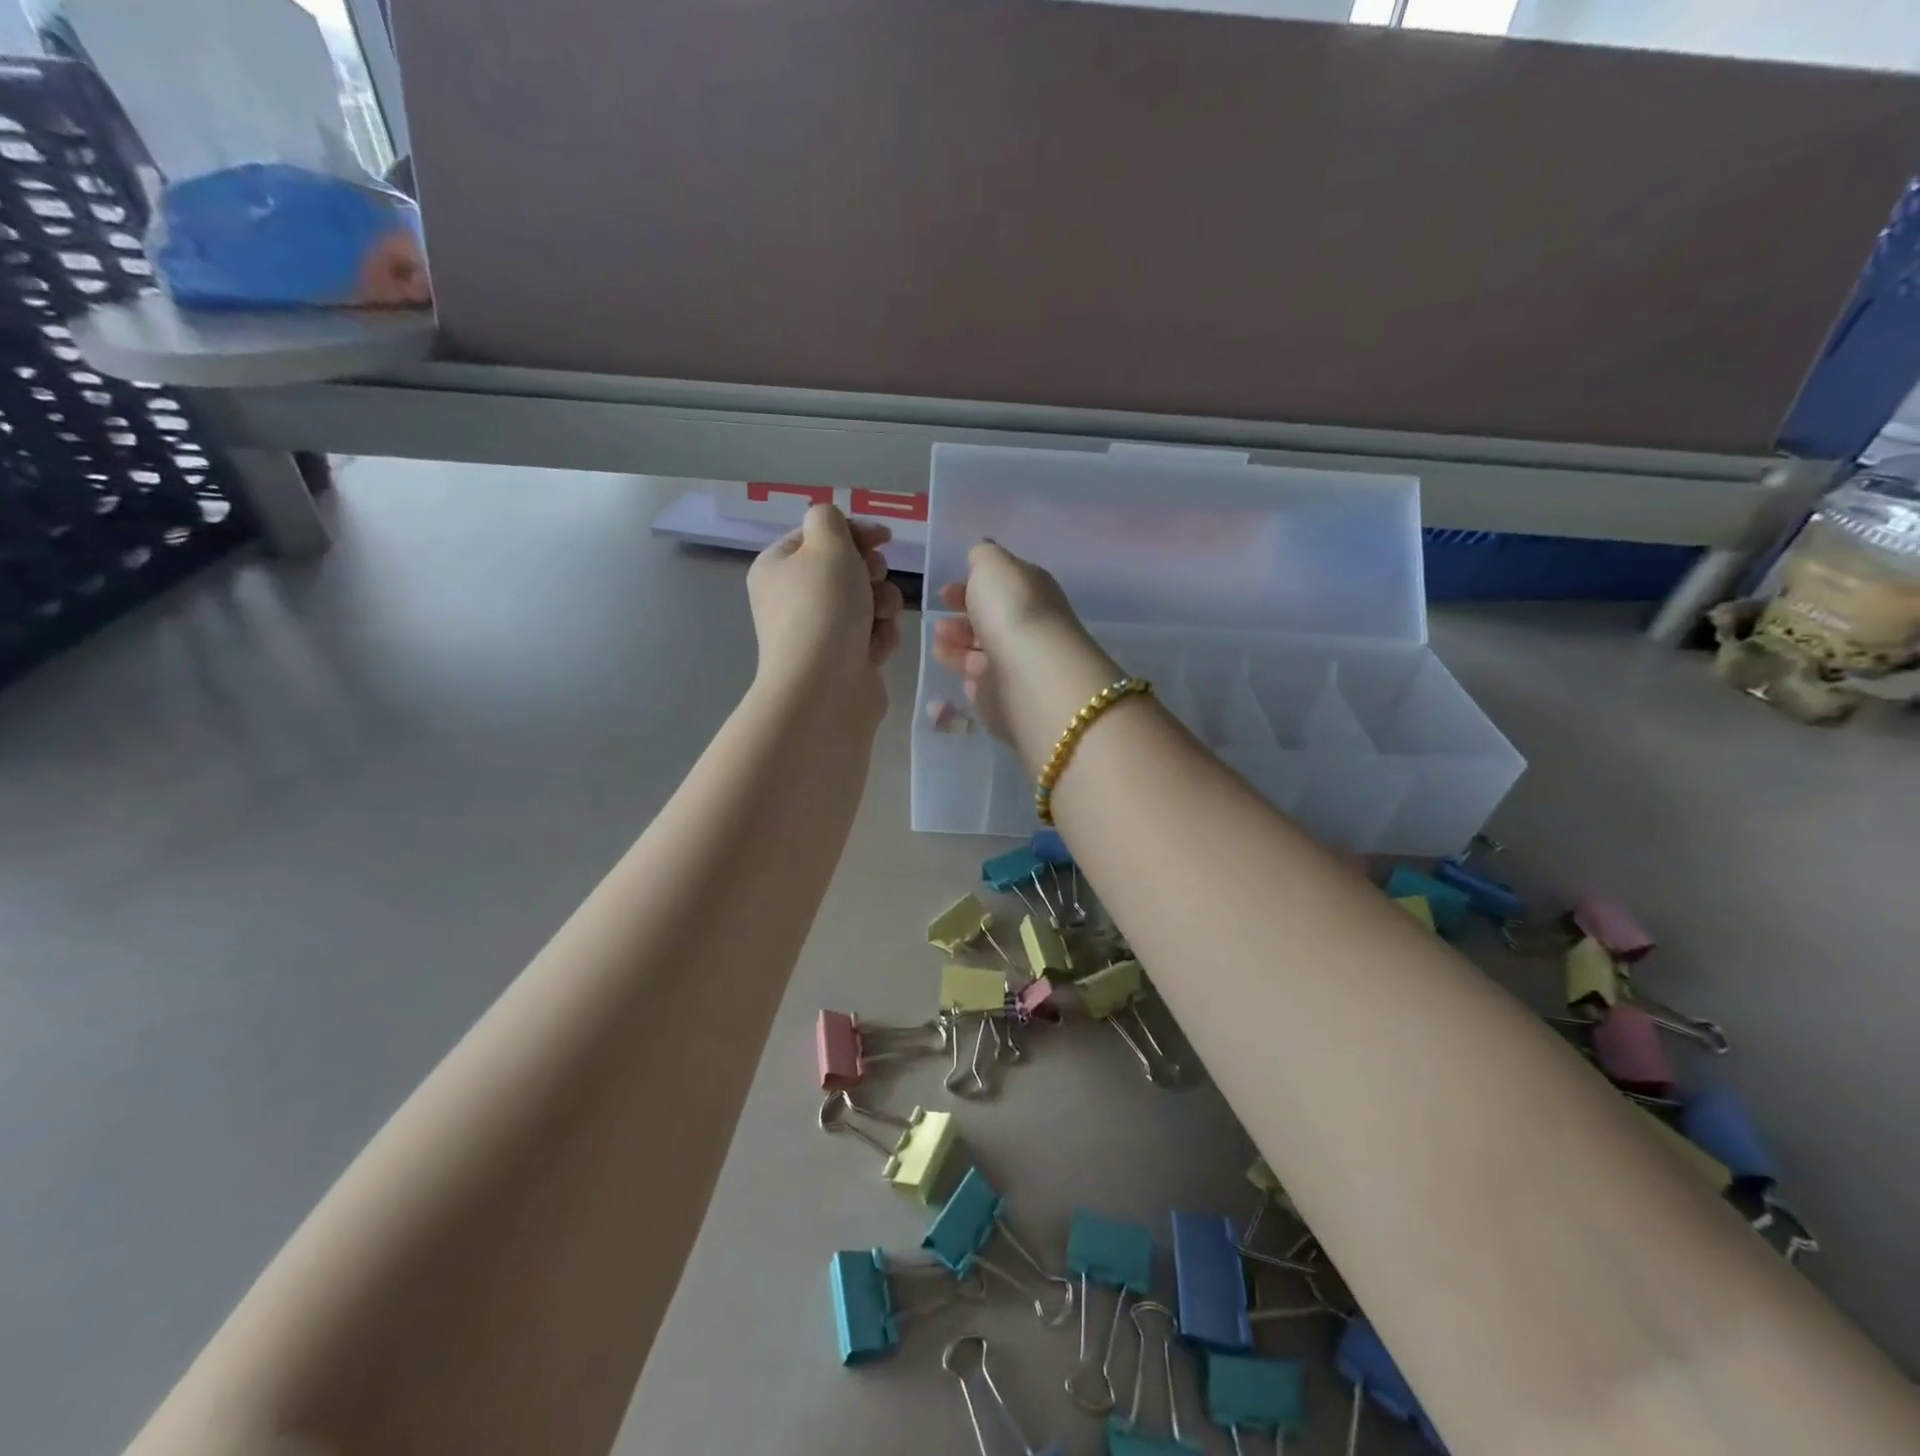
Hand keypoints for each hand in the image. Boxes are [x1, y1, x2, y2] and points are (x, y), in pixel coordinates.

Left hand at [748, 505, 904, 696]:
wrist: (825, 688)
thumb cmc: (823, 608)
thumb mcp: (826, 545)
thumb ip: (830, 519)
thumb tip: (832, 525)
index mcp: (778, 567)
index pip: (819, 535)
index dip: (855, 532)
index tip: (884, 538)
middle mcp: (794, 599)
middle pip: (847, 569)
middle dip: (872, 573)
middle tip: (873, 580)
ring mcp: (819, 632)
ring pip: (867, 602)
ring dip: (882, 605)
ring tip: (878, 620)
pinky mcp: (844, 660)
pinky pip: (873, 634)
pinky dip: (881, 637)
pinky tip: (876, 649)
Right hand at [930, 542, 1120, 767]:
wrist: (1030, 676)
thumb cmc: (1011, 611)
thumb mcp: (994, 566)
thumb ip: (984, 556)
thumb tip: (983, 554)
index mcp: (1032, 592)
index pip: (1001, 587)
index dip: (970, 586)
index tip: (943, 591)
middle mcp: (1030, 628)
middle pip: (992, 621)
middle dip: (963, 618)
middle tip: (938, 620)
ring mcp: (1019, 666)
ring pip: (984, 653)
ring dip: (959, 647)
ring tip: (937, 644)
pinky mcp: (1008, 700)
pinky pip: (985, 686)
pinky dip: (970, 678)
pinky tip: (958, 675)